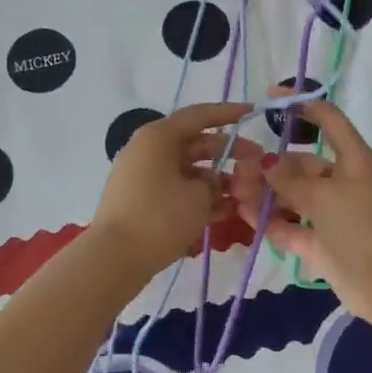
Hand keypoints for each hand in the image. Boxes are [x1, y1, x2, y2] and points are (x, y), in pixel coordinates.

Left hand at [91, 102, 250, 285]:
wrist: (113, 259)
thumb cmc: (159, 216)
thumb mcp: (198, 196)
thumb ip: (215, 183)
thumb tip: (216, 182)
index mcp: (159, 136)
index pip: (200, 116)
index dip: (229, 113)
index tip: (254, 113)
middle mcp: (150, 150)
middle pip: (196, 144)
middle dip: (228, 153)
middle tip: (258, 163)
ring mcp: (144, 176)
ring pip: (189, 170)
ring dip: (218, 179)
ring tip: (247, 193)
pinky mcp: (143, 201)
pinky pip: (178, 190)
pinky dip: (201, 197)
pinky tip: (228, 211)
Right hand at [230, 95, 371, 323]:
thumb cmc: (361, 226)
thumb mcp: (323, 195)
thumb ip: (290, 179)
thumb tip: (266, 163)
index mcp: (353, 160)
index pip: (330, 121)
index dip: (304, 105)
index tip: (273, 97)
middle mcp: (343, 183)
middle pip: (302, 164)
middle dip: (271, 165)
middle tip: (238, 168)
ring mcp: (333, 215)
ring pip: (294, 197)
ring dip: (266, 193)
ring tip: (234, 192)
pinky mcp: (323, 244)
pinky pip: (292, 226)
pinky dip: (271, 221)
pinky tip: (244, 214)